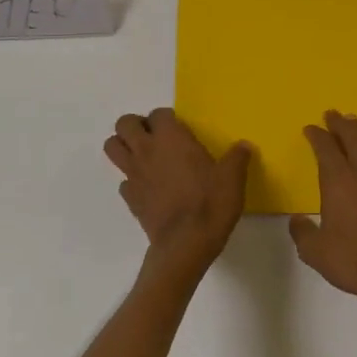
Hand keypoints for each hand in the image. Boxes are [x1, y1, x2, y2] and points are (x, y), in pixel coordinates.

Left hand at [104, 108, 251, 261]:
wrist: (186, 243)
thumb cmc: (210, 203)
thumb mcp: (233, 179)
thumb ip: (237, 158)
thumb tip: (244, 146)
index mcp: (171, 138)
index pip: (158, 113)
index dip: (167, 118)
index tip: (180, 129)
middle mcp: (146, 150)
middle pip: (124, 123)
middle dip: (136, 125)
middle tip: (155, 137)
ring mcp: (133, 174)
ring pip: (112, 147)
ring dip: (123, 146)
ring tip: (143, 156)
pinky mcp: (130, 198)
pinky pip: (123, 181)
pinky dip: (132, 181)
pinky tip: (148, 189)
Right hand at [289, 111, 356, 321]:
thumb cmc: (353, 260)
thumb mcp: (315, 251)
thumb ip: (302, 232)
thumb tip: (298, 220)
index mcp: (337, 180)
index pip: (325, 148)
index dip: (316, 135)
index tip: (310, 128)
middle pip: (352, 137)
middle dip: (339, 124)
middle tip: (332, 114)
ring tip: (354, 122)